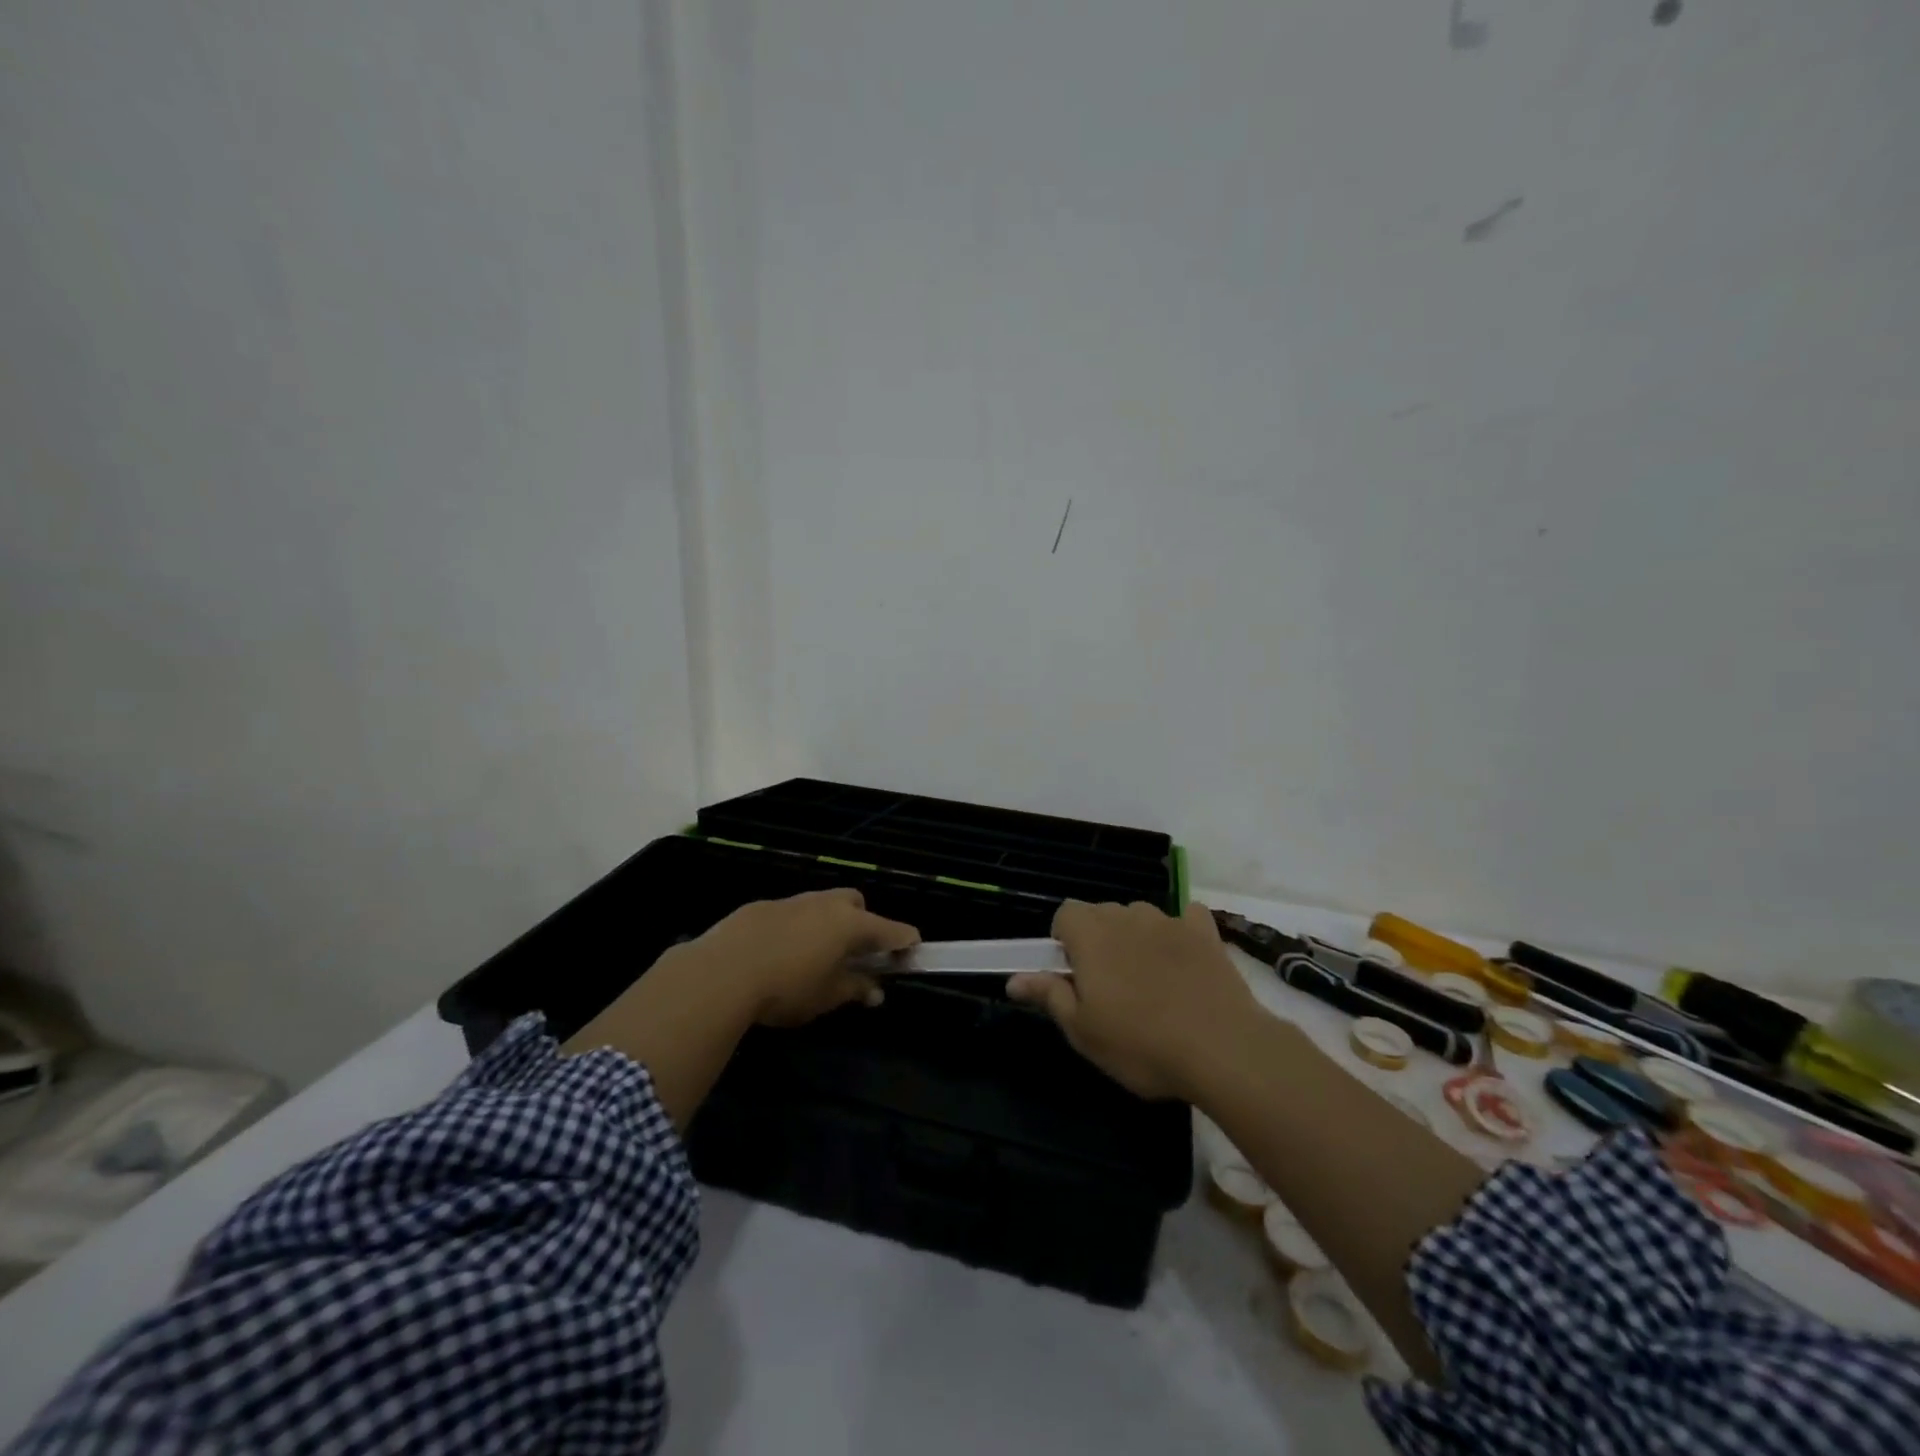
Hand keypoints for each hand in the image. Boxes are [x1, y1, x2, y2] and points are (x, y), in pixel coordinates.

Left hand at [676, 889, 919, 1027]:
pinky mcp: (762, 907)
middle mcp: (826, 904)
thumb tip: (875, 991)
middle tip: (854, 954)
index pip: (892, 929)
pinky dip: (795, 928)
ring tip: (813, 956)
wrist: (722, 971)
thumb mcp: (826, 997)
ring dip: (826, 924)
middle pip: (856, 903)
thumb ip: (854, 989)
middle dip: (862, 923)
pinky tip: (777, 953)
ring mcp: (793, 901)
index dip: (905, 942)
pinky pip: (791, 913)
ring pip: (821, 904)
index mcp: (850, 924)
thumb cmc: (786, 987)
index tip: (911, 952)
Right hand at [1006, 900, 1256, 1100]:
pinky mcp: (1205, 931)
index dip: (1063, 942)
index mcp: (1091, 933)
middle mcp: (1127, 915)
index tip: (1073, 977)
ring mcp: (1169, 920)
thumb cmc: (1141, 1043)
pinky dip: (1179, 936)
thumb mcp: (1083, 1030)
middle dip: (1099, 943)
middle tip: (1109, 991)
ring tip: (1151, 986)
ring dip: (1136, 941)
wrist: (1223, 1049)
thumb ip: (1048, 996)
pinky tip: (1186, 967)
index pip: (1064, 914)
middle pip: (1102, 916)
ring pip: (1140, 920)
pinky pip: (1185, 920)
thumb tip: (1013, 979)